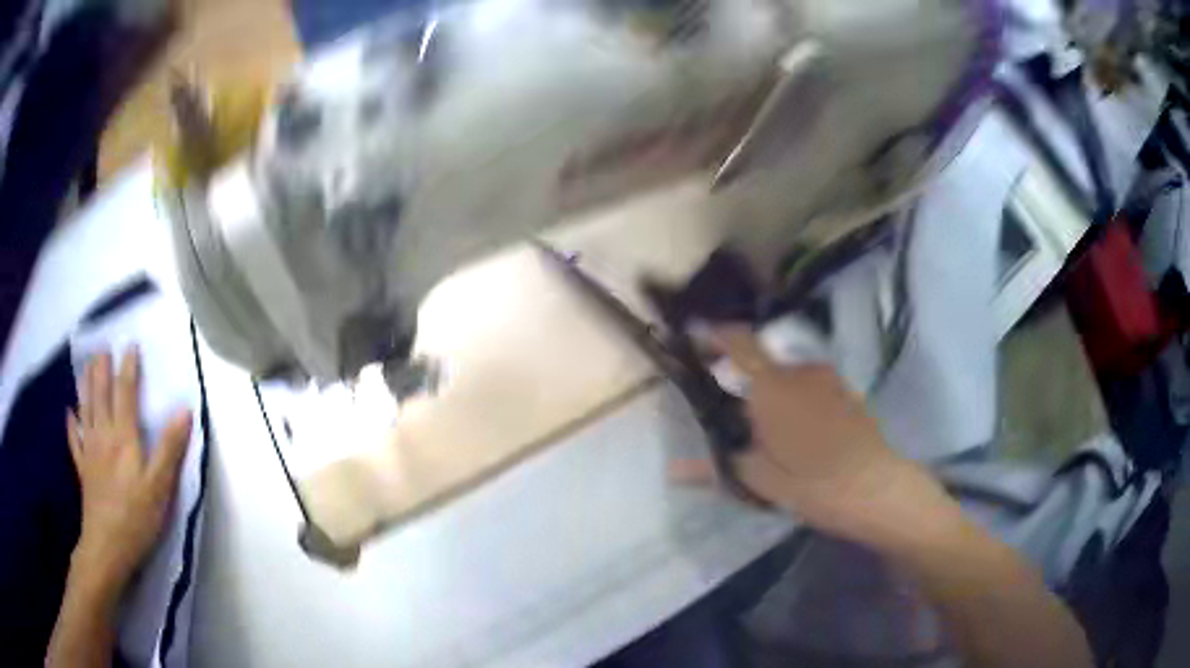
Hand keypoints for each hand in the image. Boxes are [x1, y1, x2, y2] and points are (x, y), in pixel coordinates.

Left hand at [66, 348, 192, 591]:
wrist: (107, 547)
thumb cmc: (136, 518)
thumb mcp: (159, 487)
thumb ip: (169, 448)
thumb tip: (185, 410)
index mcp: (124, 437)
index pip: (125, 394)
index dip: (128, 369)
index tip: (131, 346)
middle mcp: (103, 435)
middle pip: (101, 395)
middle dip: (102, 369)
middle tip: (103, 348)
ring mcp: (89, 451)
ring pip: (86, 409)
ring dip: (86, 385)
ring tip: (86, 366)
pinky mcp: (83, 470)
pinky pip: (74, 439)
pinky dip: (72, 423)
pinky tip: (70, 413)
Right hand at [680, 325, 937, 542]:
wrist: (875, 487)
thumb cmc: (812, 483)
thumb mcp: (759, 480)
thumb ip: (714, 467)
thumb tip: (671, 470)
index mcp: (772, 387)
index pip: (739, 342)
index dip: (715, 334)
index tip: (695, 335)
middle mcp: (799, 372)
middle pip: (762, 358)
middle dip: (740, 369)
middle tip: (724, 393)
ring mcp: (828, 379)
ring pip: (788, 372)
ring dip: (770, 384)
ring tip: (761, 417)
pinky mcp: (847, 391)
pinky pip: (811, 383)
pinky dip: (795, 393)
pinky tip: (796, 425)